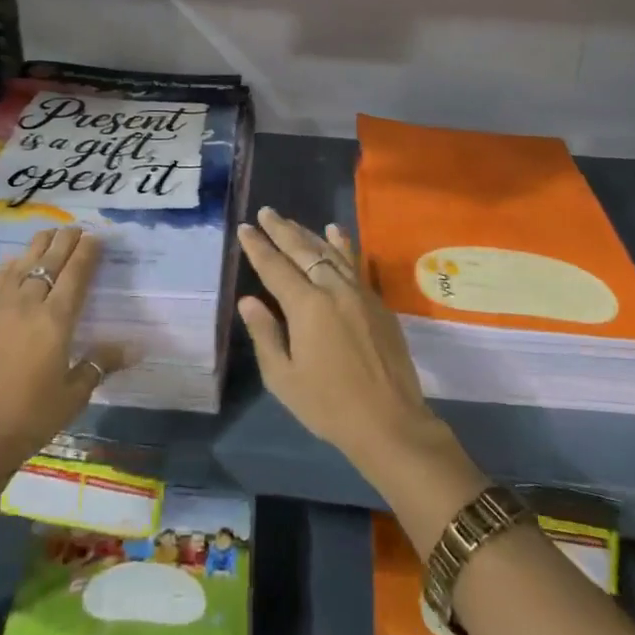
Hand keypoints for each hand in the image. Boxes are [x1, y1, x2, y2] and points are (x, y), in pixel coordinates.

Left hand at [0, 226, 129, 475]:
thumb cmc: (29, 419)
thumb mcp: (72, 396)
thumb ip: (99, 365)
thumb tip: (136, 347)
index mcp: (55, 320)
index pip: (76, 274)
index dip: (87, 253)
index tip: (96, 237)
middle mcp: (28, 304)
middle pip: (49, 262)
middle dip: (64, 241)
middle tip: (74, 227)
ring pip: (21, 265)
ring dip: (36, 246)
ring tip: (47, 233)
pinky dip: (10, 267)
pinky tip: (11, 263)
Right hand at [236, 207, 449, 476]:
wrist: (390, 422)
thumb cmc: (329, 405)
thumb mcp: (284, 378)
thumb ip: (265, 334)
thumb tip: (249, 301)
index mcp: (307, 307)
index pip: (275, 267)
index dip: (258, 247)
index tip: (244, 228)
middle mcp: (333, 289)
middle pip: (303, 250)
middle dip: (281, 230)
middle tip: (265, 212)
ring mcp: (359, 292)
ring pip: (330, 252)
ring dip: (308, 233)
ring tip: (291, 220)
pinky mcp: (377, 302)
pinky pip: (355, 263)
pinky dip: (343, 245)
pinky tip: (336, 232)